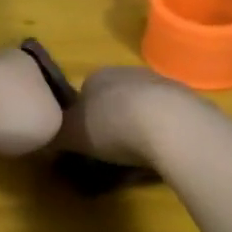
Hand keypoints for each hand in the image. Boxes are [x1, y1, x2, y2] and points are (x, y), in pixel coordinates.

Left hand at [0, 49, 65, 182]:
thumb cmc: (16, 108)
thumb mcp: (53, 117)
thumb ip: (51, 119)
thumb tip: (45, 126)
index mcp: (20, 62)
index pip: (34, 68)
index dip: (43, 90)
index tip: (50, 112)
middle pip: (5, 92)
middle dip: (13, 114)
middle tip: (29, 138)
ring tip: (6, 160)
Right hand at [55, 65, 200, 168]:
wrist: (170, 125)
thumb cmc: (112, 125)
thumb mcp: (72, 134)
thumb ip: (56, 135)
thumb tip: (45, 136)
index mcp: (97, 75)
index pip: (84, 91)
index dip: (82, 116)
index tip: (84, 140)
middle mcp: (127, 72)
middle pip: (115, 98)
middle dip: (112, 121)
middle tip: (110, 152)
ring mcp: (160, 84)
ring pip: (143, 108)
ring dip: (139, 128)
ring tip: (138, 159)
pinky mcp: (187, 102)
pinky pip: (168, 120)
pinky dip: (163, 135)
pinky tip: (162, 156)